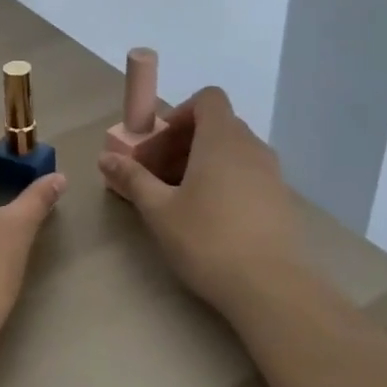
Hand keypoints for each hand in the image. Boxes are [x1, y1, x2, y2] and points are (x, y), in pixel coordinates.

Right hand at [97, 86, 300, 315]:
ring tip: (181, 196)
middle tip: (159, 172)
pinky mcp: (281, 201)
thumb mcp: (159, 210)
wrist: (271, 288)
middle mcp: (252, 148)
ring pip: (234, 151)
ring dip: (205, 161)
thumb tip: (106, 158)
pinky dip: (226, 180)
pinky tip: (210, 217)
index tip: (161, 141)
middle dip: (185, 141)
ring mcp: (272, 174)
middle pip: (218, 125)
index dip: (182, 111)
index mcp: (222, 139)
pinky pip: (248, 174)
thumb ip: (133, 178)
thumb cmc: (208, 239)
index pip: (209, 98)